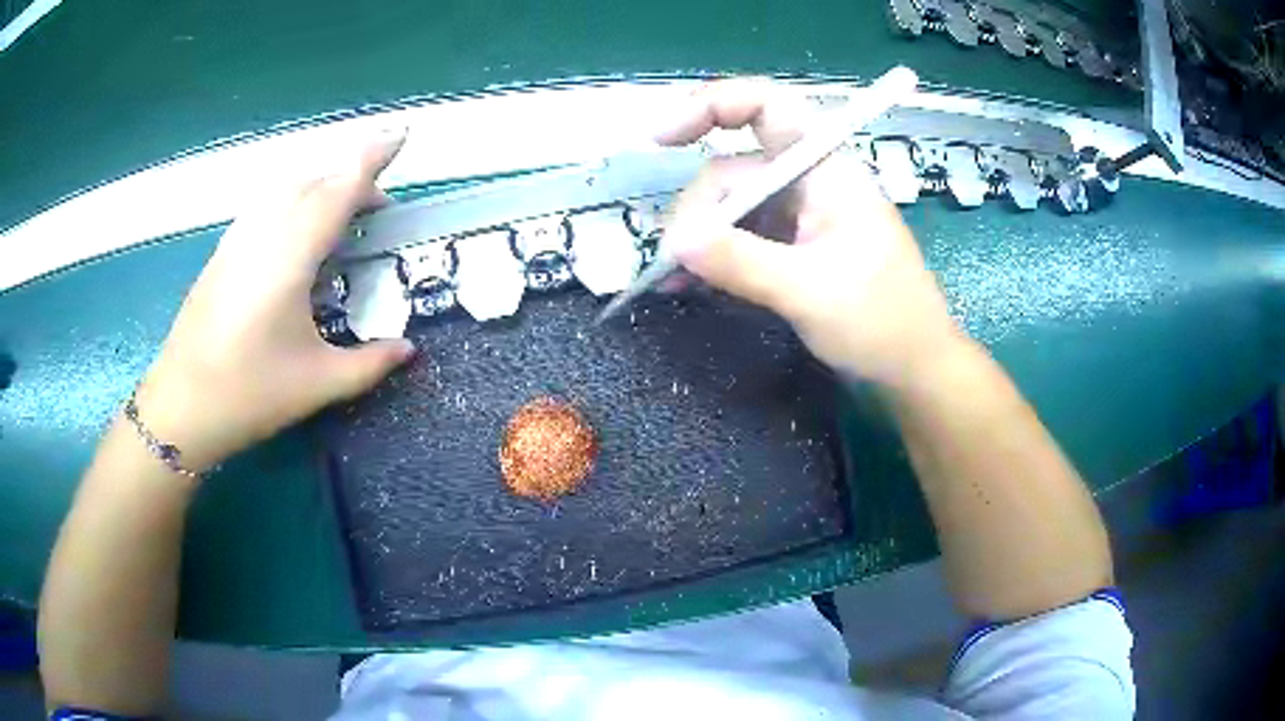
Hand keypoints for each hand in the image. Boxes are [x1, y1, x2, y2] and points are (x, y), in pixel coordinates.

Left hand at [134, 130, 415, 472]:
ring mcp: (238, 240)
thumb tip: (407, 348)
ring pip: (286, 189)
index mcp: (290, 255)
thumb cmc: (249, 393)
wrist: (181, 407)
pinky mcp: (223, 254)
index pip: (338, 189)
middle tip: (379, 210)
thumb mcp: (318, 384)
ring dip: (321, 188)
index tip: (402, 133)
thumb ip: (370, 363)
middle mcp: (263, 233)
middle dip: (352, 179)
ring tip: (343, 218)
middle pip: (314, 181)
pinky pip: (267, 207)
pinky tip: (299, 238)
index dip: (372, 157)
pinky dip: (294, 204)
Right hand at [658, 79, 962, 386]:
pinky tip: (688, 284)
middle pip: (736, 168)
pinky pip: (743, 238)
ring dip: (700, 239)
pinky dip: (716, 256)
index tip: (661, 139)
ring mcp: (802, 216)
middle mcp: (810, 182)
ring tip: (672, 279)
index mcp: (827, 170)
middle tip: (672, 261)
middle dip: (699, 208)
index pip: (767, 106)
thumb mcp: (809, 290)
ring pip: (733, 207)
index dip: (712, 106)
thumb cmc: (882, 322)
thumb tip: (675, 242)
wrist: (915, 370)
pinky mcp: (795, 248)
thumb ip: (741, 261)